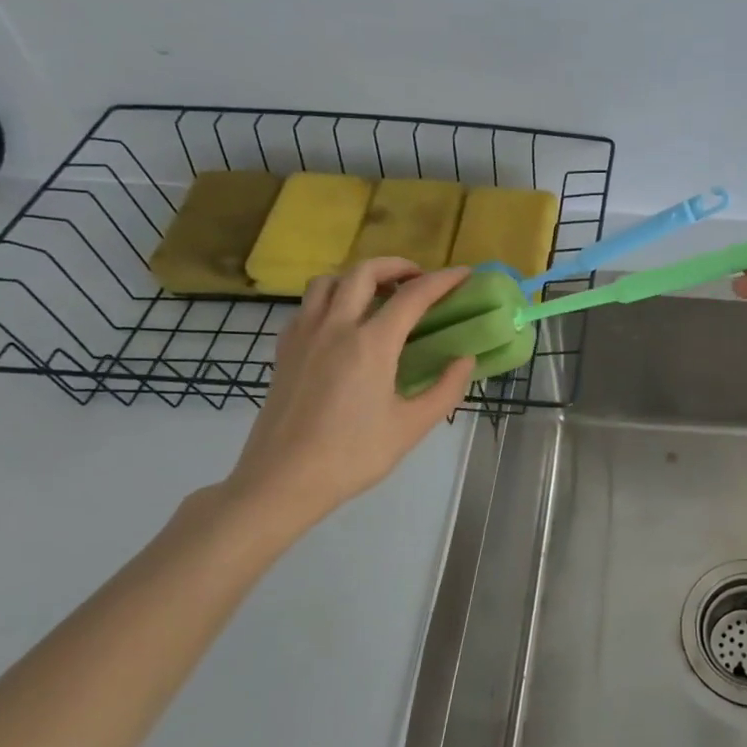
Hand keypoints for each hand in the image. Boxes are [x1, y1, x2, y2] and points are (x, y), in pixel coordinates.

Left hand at [216, 260, 475, 542]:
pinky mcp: (284, 350)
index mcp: (371, 344)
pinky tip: (342, 322)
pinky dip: (330, 298)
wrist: (282, 481)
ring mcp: (304, 335)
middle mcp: (335, 327)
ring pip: (328, 281)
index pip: (413, 295)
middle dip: (397, 265)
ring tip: (379, 294)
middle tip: (419, 279)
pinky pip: (307, 305)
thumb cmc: (352, 456)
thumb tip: (465, 359)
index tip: (464, 273)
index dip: (444, 280)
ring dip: (358, 277)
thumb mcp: (411, 427)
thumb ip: (445, 389)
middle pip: (364, 272)